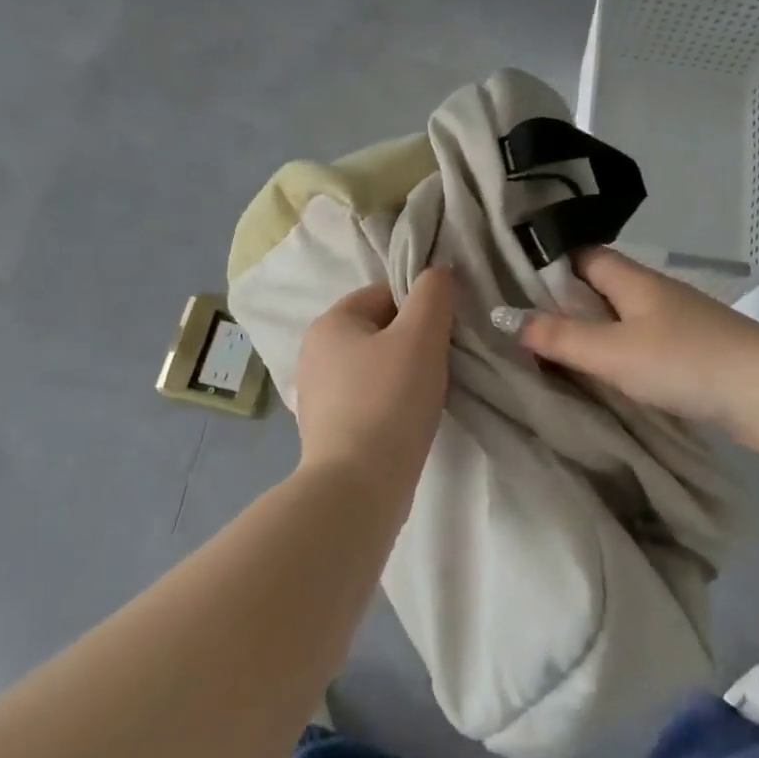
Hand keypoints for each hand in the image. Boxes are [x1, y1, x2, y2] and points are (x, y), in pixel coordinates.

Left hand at [294, 268, 455, 497]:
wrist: (357, 486)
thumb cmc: (390, 401)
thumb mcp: (421, 337)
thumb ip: (433, 295)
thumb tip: (438, 271)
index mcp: (330, 323)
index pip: (384, 294)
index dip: (420, 308)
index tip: (444, 335)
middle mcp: (314, 353)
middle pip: (380, 331)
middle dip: (413, 343)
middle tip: (441, 366)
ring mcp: (317, 394)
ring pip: (375, 367)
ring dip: (404, 375)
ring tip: (428, 397)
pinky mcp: (327, 429)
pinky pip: (367, 400)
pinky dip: (390, 404)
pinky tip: (407, 422)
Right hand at [505, 247, 758, 426]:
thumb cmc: (682, 361)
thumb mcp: (611, 351)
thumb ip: (559, 337)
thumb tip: (506, 318)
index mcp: (632, 279)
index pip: (583, 255)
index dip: (550, 263)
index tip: (514, 282)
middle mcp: (654, 291)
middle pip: (601, 285)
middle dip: (566, 300)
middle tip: (526, 322)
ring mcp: (677, 319)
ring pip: (622, 314)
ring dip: (593, 327)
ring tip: (557, 348)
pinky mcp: (692, 347)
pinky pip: (642, 338)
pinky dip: (618, 348)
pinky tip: (606, 370)